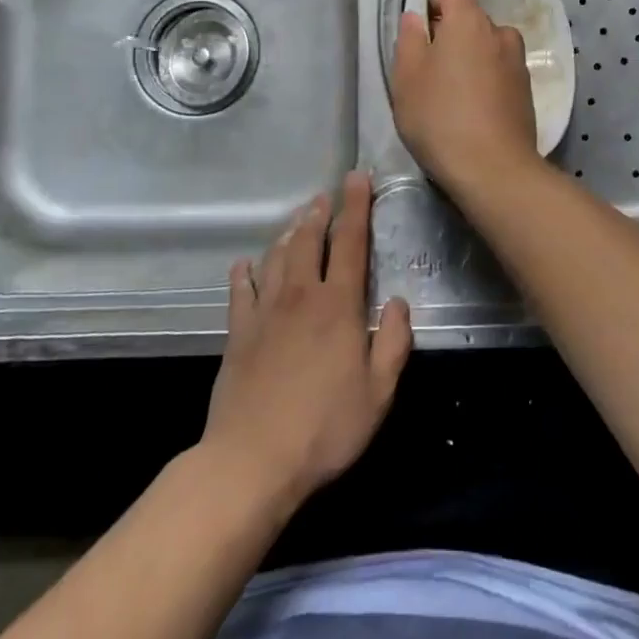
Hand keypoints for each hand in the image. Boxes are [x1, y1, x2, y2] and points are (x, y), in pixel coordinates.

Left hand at [201, 172, 412, 514]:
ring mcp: (265, 311)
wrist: (252, 460)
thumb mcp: (378, 393)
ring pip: (277, 256)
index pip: (351, 242)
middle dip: (320, 212)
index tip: (358, 177)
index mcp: (338, 305)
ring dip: (289, 233)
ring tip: (298, 220)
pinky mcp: (238, 331)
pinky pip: (241, 289)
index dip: (356, 206)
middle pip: (310, 239)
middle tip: (327, 194)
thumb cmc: (324, 429)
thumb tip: (399, 302)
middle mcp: (301, 295)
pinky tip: (246, 264)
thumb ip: (394, 343)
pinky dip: (245, 271)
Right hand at [392, 0, 539, 194]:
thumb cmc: (440, 117)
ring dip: (471, 60)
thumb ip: (409, 39)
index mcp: (469, 21)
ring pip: (488, 48)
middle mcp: (500, 33)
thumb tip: (415, 17)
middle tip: (429, 71)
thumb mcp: (407, 77)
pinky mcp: (527, 92)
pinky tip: (473, 111)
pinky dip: (487, 82)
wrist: (494, 169)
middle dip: (451, 37)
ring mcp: (518, 63)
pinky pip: (501, 73)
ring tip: (453, 94)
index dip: (432, 9)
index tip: (418, 39)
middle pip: (471, 21)